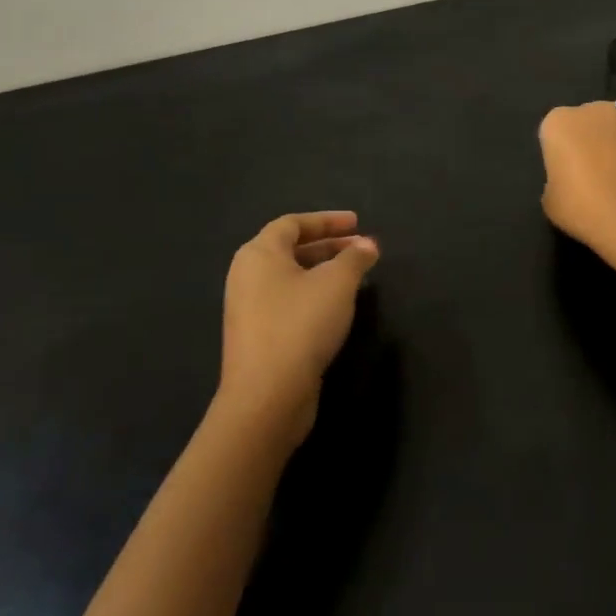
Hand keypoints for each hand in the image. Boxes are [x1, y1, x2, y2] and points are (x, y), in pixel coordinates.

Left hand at [218, 211, 378, 446]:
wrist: (267, 395)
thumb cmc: (301, 324)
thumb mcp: (337, 283)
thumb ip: (355, 258)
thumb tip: (368, 245)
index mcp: (259, 254)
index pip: (292, 224)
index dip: (327, 220)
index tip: (357, 223)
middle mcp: (247, 276)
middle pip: (290, 249)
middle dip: (329, 246)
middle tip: (361, 248)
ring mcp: (249, 308)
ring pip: (291, 277)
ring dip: (323, 271)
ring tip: (355, 276)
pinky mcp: (257, 335)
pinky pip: (288, 301)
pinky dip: (314, 294)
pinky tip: (337, 307)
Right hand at [538, 102, 615, 263]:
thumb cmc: (583, 209)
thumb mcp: (551, 200)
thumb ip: (557, 179)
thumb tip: (571, 179)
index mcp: (561, 122)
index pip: (553, 132)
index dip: (557, 155)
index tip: (563, 177)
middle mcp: (596, 112)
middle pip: (586, 124)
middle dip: (586, 143)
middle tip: (587, 177)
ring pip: (615, 133)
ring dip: (613, 149)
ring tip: (615, 186)